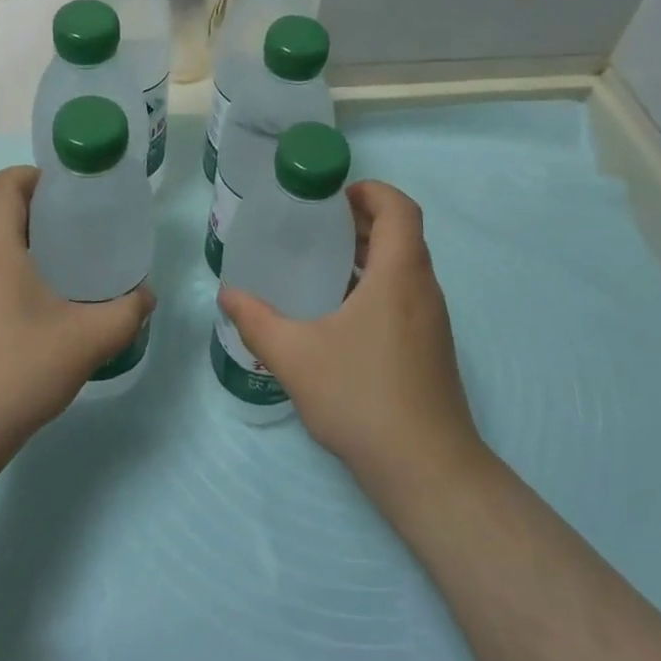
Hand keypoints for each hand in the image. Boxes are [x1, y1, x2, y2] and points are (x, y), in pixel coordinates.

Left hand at [0, 166, 153, 481]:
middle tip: (82, 224)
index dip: (35, 176)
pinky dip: (14, 269)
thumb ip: (126, 312)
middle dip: (39, 208)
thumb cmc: (18, 370)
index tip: (72, 192)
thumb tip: (146, 295)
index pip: (2, 184)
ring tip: (71, 260)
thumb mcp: (89, 339)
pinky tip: (45, 303)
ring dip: (26, 240)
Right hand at [218, 181, 483, 500]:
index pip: (400, 208)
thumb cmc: (363, 398)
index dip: (371, 191)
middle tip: (316, 225)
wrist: (427, 470)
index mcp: (399, 274)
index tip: (333, 197)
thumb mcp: (296, 357)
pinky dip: (377, 283)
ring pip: (405, 266)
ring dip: (369, 253)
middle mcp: (423, 288)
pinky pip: (406, 294)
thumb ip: (257, 321)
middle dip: (362, 220)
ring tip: (322, 263)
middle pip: (402, 233)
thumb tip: (227, 294)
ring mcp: (433, 319)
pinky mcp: (432, 346)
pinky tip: (340, 313)